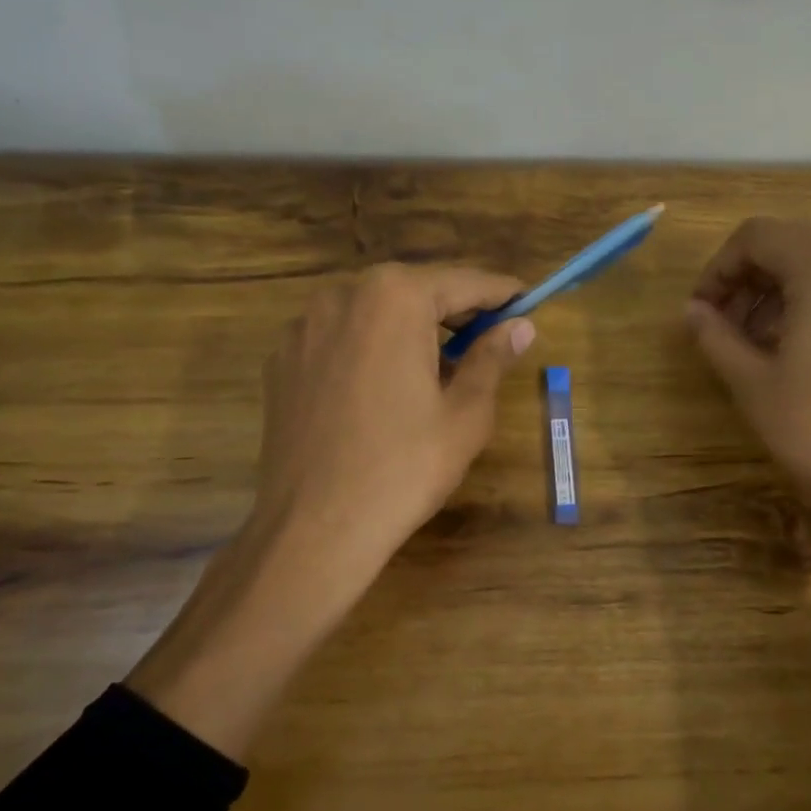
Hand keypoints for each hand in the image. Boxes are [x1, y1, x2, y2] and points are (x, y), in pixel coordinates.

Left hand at [127, 263, 533, 757]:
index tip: (528, 301)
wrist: (314, 529)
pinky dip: (371, 348)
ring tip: (438, 367)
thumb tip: (520, 326)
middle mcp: (342, 295)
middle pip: (415, 291)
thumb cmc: (404, 468)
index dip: (501, 293)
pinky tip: (385, 388)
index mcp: (394, 298)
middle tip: (489, 337)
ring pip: (375, 312)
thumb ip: (492, 357)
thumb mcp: (465, 413)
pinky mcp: (282, 360)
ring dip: (411, 328)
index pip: (463, 281)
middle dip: (455, 310)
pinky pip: (341, 337)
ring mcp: (303, 326)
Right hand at [685, 218, 810, 578]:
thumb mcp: (751, 381)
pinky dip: (809, 305)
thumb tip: (691, 311)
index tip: (700, 308)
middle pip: (790, 245)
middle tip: (720, 322)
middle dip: (746, 277)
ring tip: (750, 341)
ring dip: (775, 292)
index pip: (758, 236)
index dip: (719, 267)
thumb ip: (715, 335)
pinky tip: (791, 352)